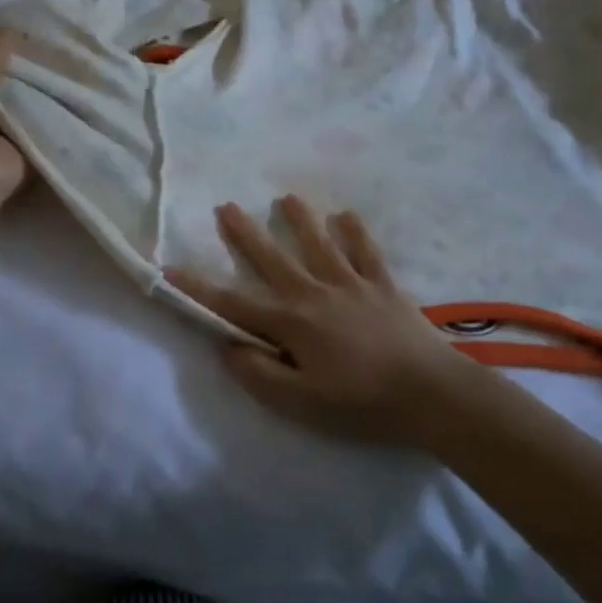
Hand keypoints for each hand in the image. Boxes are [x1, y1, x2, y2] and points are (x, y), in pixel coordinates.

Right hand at [166, 197, 480, 446]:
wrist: (432, 394)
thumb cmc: (361, 404)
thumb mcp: (300, 404)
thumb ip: (258, 375)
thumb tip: (226, 346)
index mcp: (291, 323)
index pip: (233, 303)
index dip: (198, 287)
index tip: (169, 269)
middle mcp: (315, 293)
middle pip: (273, 258)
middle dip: (247, 234)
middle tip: (228, 206)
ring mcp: (352, 284)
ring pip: (320, 244)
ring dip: (302, 220)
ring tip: (287, 198)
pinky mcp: (384, 286)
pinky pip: (366, 252)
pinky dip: (356, 233)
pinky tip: (348, 215)